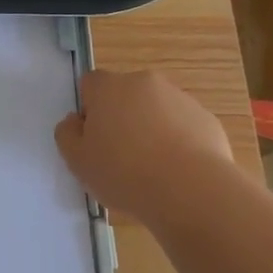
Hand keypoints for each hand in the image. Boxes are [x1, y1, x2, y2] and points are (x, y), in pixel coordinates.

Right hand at [54, 69, 245, 231]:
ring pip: (156, 109)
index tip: (94, 138)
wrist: (191, 190)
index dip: (89, 109)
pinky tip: (178, 172)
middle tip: (121, 156)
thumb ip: (67, 134)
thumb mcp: (77, 161)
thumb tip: (75, 121)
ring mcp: (179, 98)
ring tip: (153, 169)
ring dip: (151, 128)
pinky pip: (184, 126)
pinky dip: (179, 142)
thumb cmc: (124, 173)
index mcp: (108, 87)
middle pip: (125, 94)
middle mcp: (144, 82)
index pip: (90, 84)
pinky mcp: (206, 119)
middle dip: (121, 117)